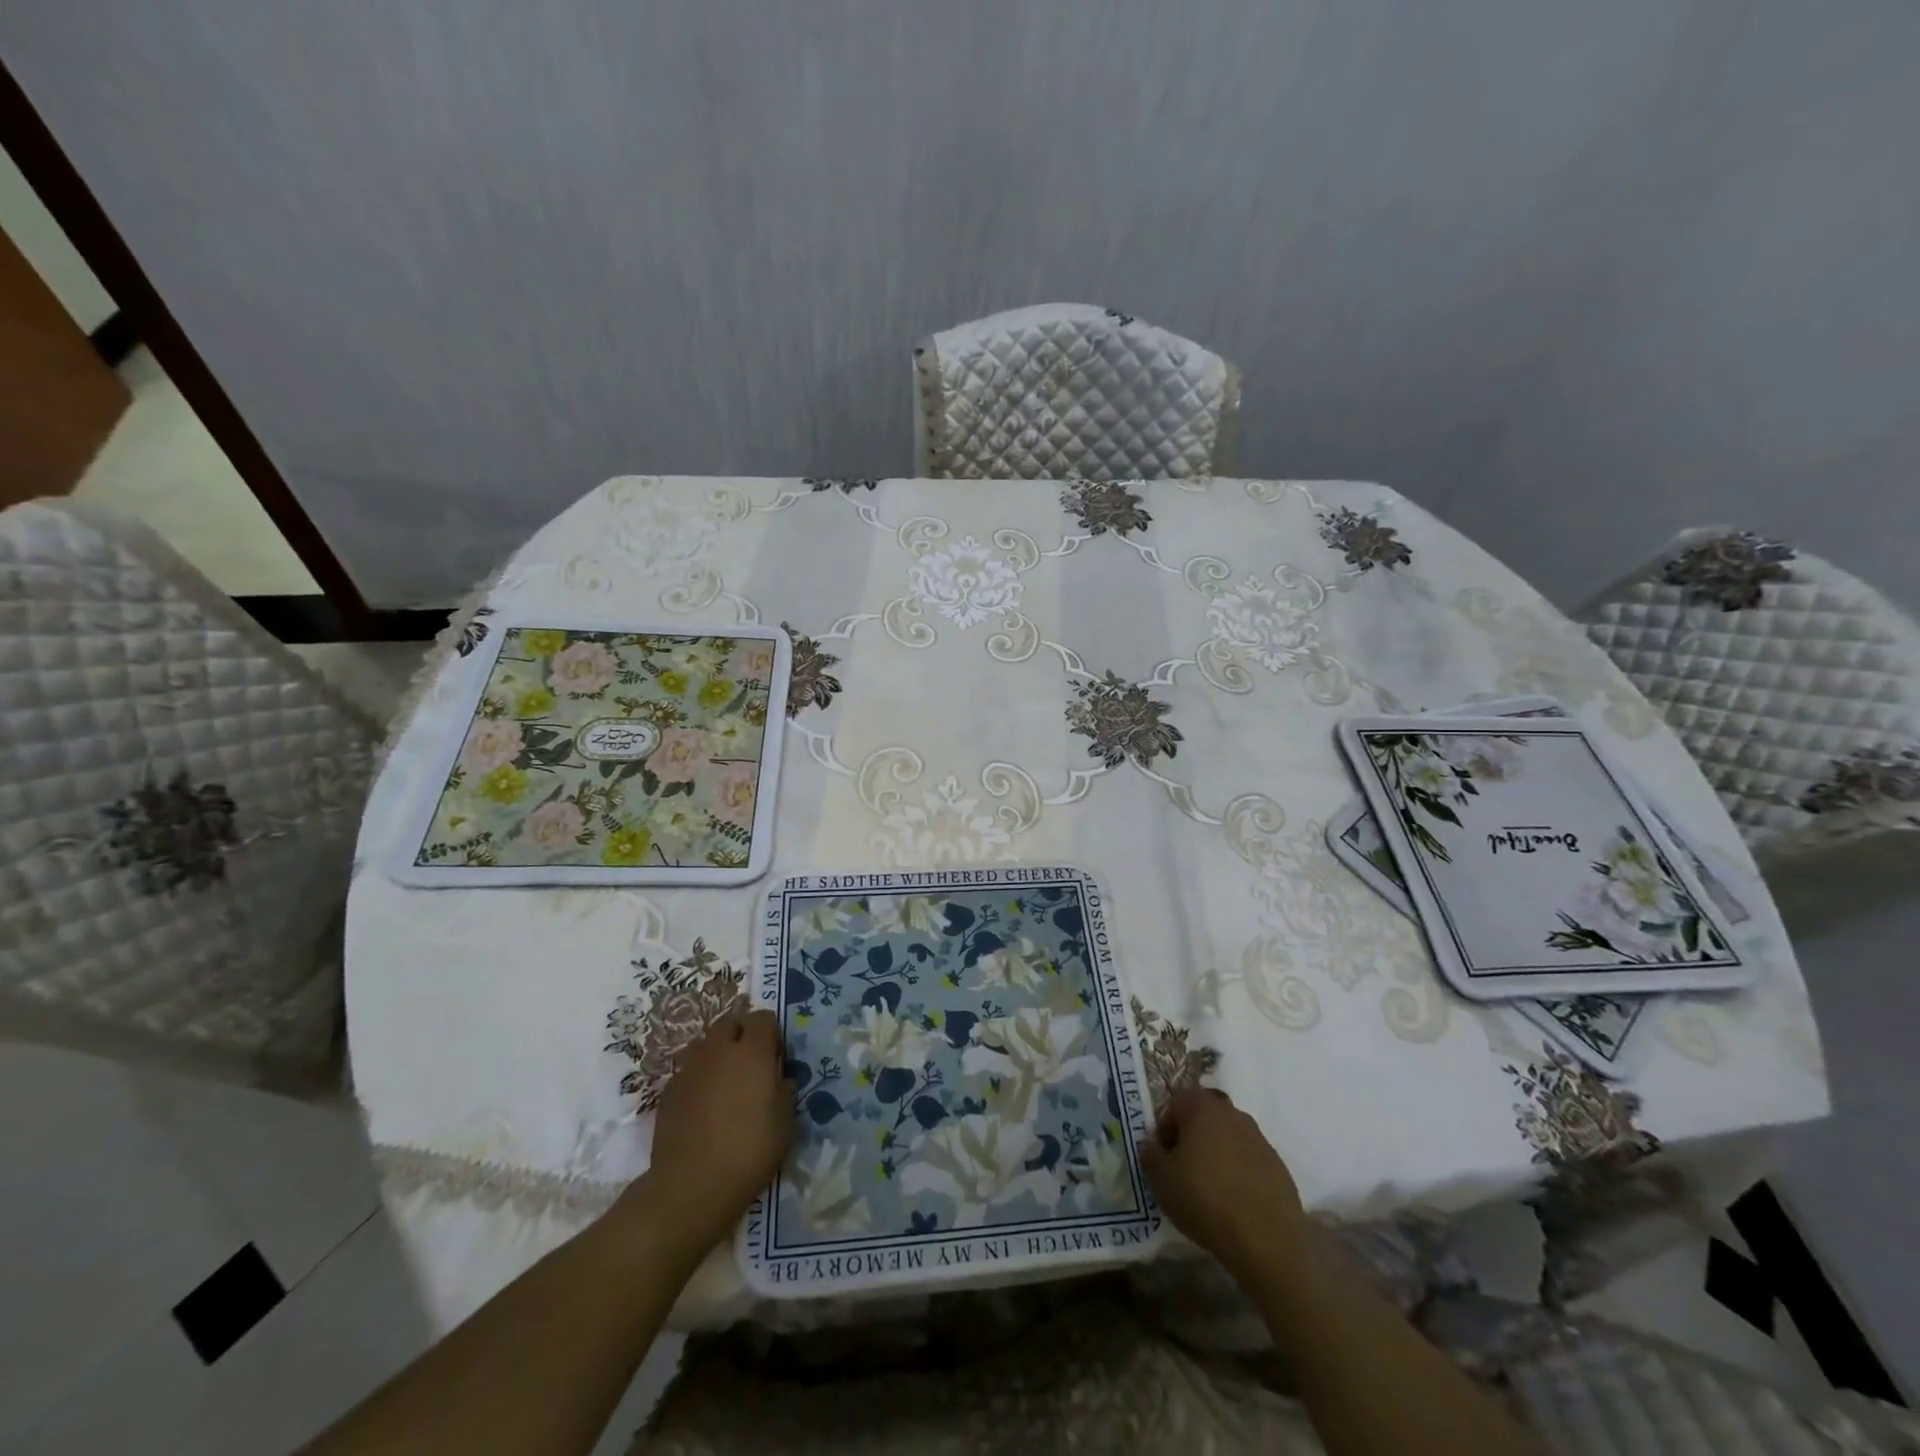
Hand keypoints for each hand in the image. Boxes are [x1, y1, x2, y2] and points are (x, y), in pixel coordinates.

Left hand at [641, 1008, 794, 1255]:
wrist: (692, 1186)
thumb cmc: (750, 1150)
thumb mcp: (785, 1121)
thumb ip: (783, 1088)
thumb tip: (777, 1078)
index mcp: (752, 1051)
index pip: (763, 1018)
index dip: (772, 1034)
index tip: (776, 1059)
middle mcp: (718, 1050)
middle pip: (730, 1022)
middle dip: (742, 1033)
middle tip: (751, 1064)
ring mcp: (690, 1068)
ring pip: (705, 1043)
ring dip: (717, 1053)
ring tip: (725, 1082)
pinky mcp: (669, 1091)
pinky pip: (688, 1070)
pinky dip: (699, 1077)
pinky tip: (704, 1105)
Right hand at [1140, 1088, 1306, 1277]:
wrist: (1266, 1242)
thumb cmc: (1204, 1200)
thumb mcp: (1160, 1179)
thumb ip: (1149, 1153)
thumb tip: (1152, 1144)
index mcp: (1203, 1107)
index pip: (1175, 1105)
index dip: (1164, 1130)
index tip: (1163, 1160)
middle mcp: (1234, 1113)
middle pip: (1204, 1119)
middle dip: (1192, 1140)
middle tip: (1183, 1173)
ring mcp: (1261, 1140)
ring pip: (1228, 1139)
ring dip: (1217, 1156)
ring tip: (1210, 1192)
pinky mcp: (1280, 1168)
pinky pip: (1250, 1163)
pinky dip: (1240, 1175)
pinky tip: (1235, 1203)